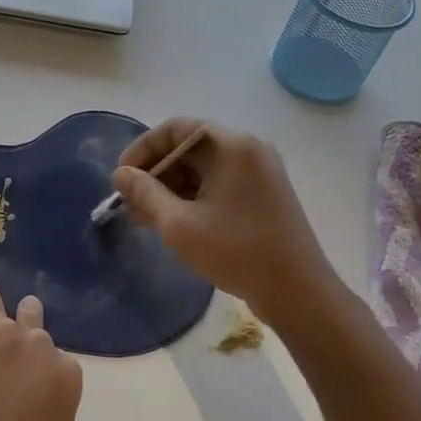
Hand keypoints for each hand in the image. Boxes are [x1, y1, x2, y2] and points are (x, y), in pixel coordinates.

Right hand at [113, 118, 339, 321]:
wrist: (298, 292)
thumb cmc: (236, 252)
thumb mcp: (179, 225)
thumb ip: (145, 194)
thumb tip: (121, 174)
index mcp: (231, 146)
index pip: (176, 128)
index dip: (143, 149)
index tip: (122, 179)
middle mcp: (249, 149)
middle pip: (190, 146)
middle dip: (156, 173)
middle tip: (132, 205)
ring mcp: (261, 172)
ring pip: (205, 167)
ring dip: (173, 187)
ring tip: (150, 219)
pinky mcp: (266, 193)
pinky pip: (221, 182)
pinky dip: (196, 196)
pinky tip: (178, 223)